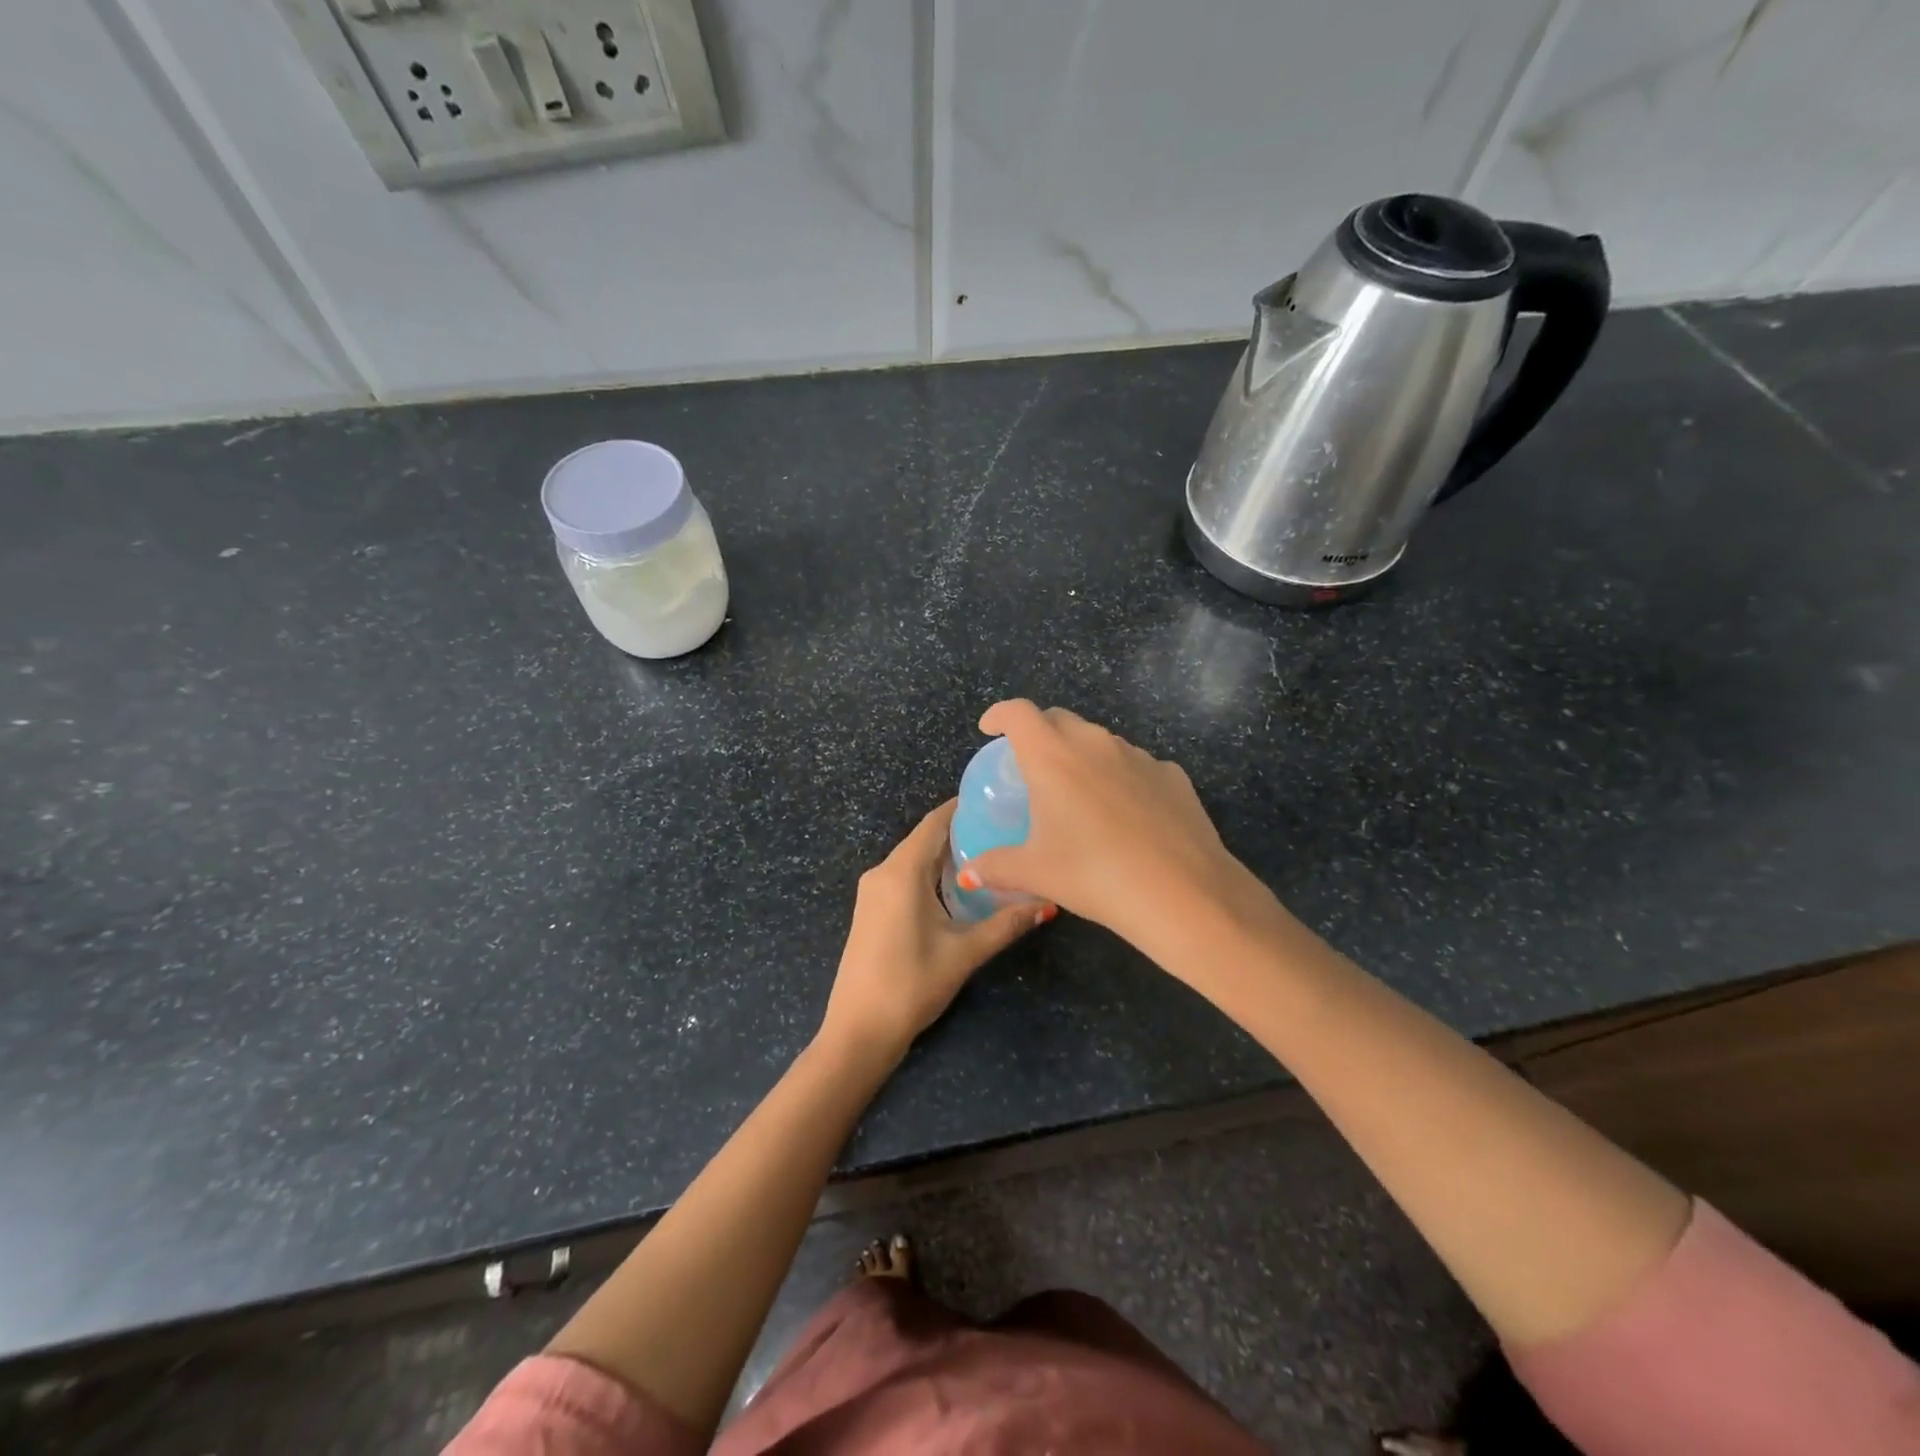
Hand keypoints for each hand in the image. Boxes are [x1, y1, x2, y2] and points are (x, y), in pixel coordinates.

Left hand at [820, 799, 1051, 1063]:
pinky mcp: (871, 909)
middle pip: (925, 838)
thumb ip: (1006, 923)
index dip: (963, 807)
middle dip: (962, 831)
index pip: (935, 823)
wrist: (858, 1030)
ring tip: (990, 853)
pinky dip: (931, 873)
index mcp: (902, 872)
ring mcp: (872, 891)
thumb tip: (1048, 902)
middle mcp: (882, 872)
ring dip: (946, 854)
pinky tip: (959, 885)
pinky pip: (904, 876)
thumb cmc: (911, 984)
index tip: (997, 799)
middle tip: (1005, 828)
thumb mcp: (964, 953)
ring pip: (914, 858)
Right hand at [956, 700, 1272, 958]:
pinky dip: (1120, 778)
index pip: (1018, 713)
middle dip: (1039, 733)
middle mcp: (1095, 743)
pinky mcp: (1172, 775)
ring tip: (1079, 795)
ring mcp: (1138, 756)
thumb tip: (969, 873)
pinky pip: (1136, 765)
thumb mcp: (1036, 873)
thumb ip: (996, 867)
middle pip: (1059, 719)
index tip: (990, 729)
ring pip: (1100, 742)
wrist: (1182, 893)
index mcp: (1053, 757)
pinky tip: (1126, 815)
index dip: (999, 715)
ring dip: (1082, 755)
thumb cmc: (1094, 875)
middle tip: (1031, 767)